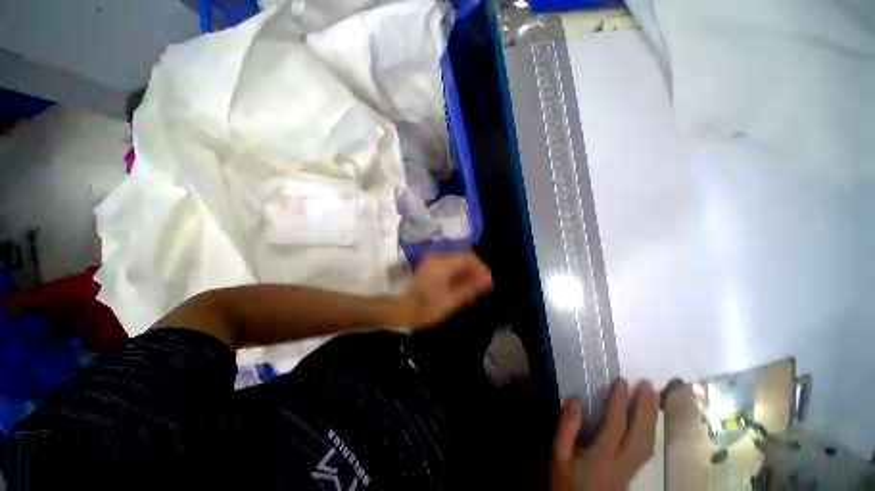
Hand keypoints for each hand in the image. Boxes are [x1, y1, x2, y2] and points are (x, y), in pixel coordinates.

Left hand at [392, 252, 492, 330]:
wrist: (399, 310)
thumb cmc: (425, 308)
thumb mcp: (452, 301)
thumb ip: (471, 288)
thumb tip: (489, 280)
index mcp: (443, 263)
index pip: (469, 257)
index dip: (482, 268)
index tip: (488, 283)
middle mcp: (438, 257)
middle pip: (464, 258)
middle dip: (475, 272)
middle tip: (481, 289)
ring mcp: (433, 261)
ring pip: (457, 263)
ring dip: (467, 275)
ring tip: (472, 292)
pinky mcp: (430, 267)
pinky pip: (450, 267)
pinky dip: (458, 276)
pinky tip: (460, 289)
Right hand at [551, 379, 659, 490]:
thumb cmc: (565, 482)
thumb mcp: (558, 455)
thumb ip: (566, 428)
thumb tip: (575, 400)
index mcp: (601, 457)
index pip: (616, 425)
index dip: (620, 402)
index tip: (622, 382)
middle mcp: (621, 463)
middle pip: (640, 435)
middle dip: (646, 408)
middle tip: (648, 385)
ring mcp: (630, 471)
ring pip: (647, 444)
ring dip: (652, 418)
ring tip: (654, 397)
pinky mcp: (631, 474)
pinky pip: (646, 450)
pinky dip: (650, 432)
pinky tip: (649, 423)